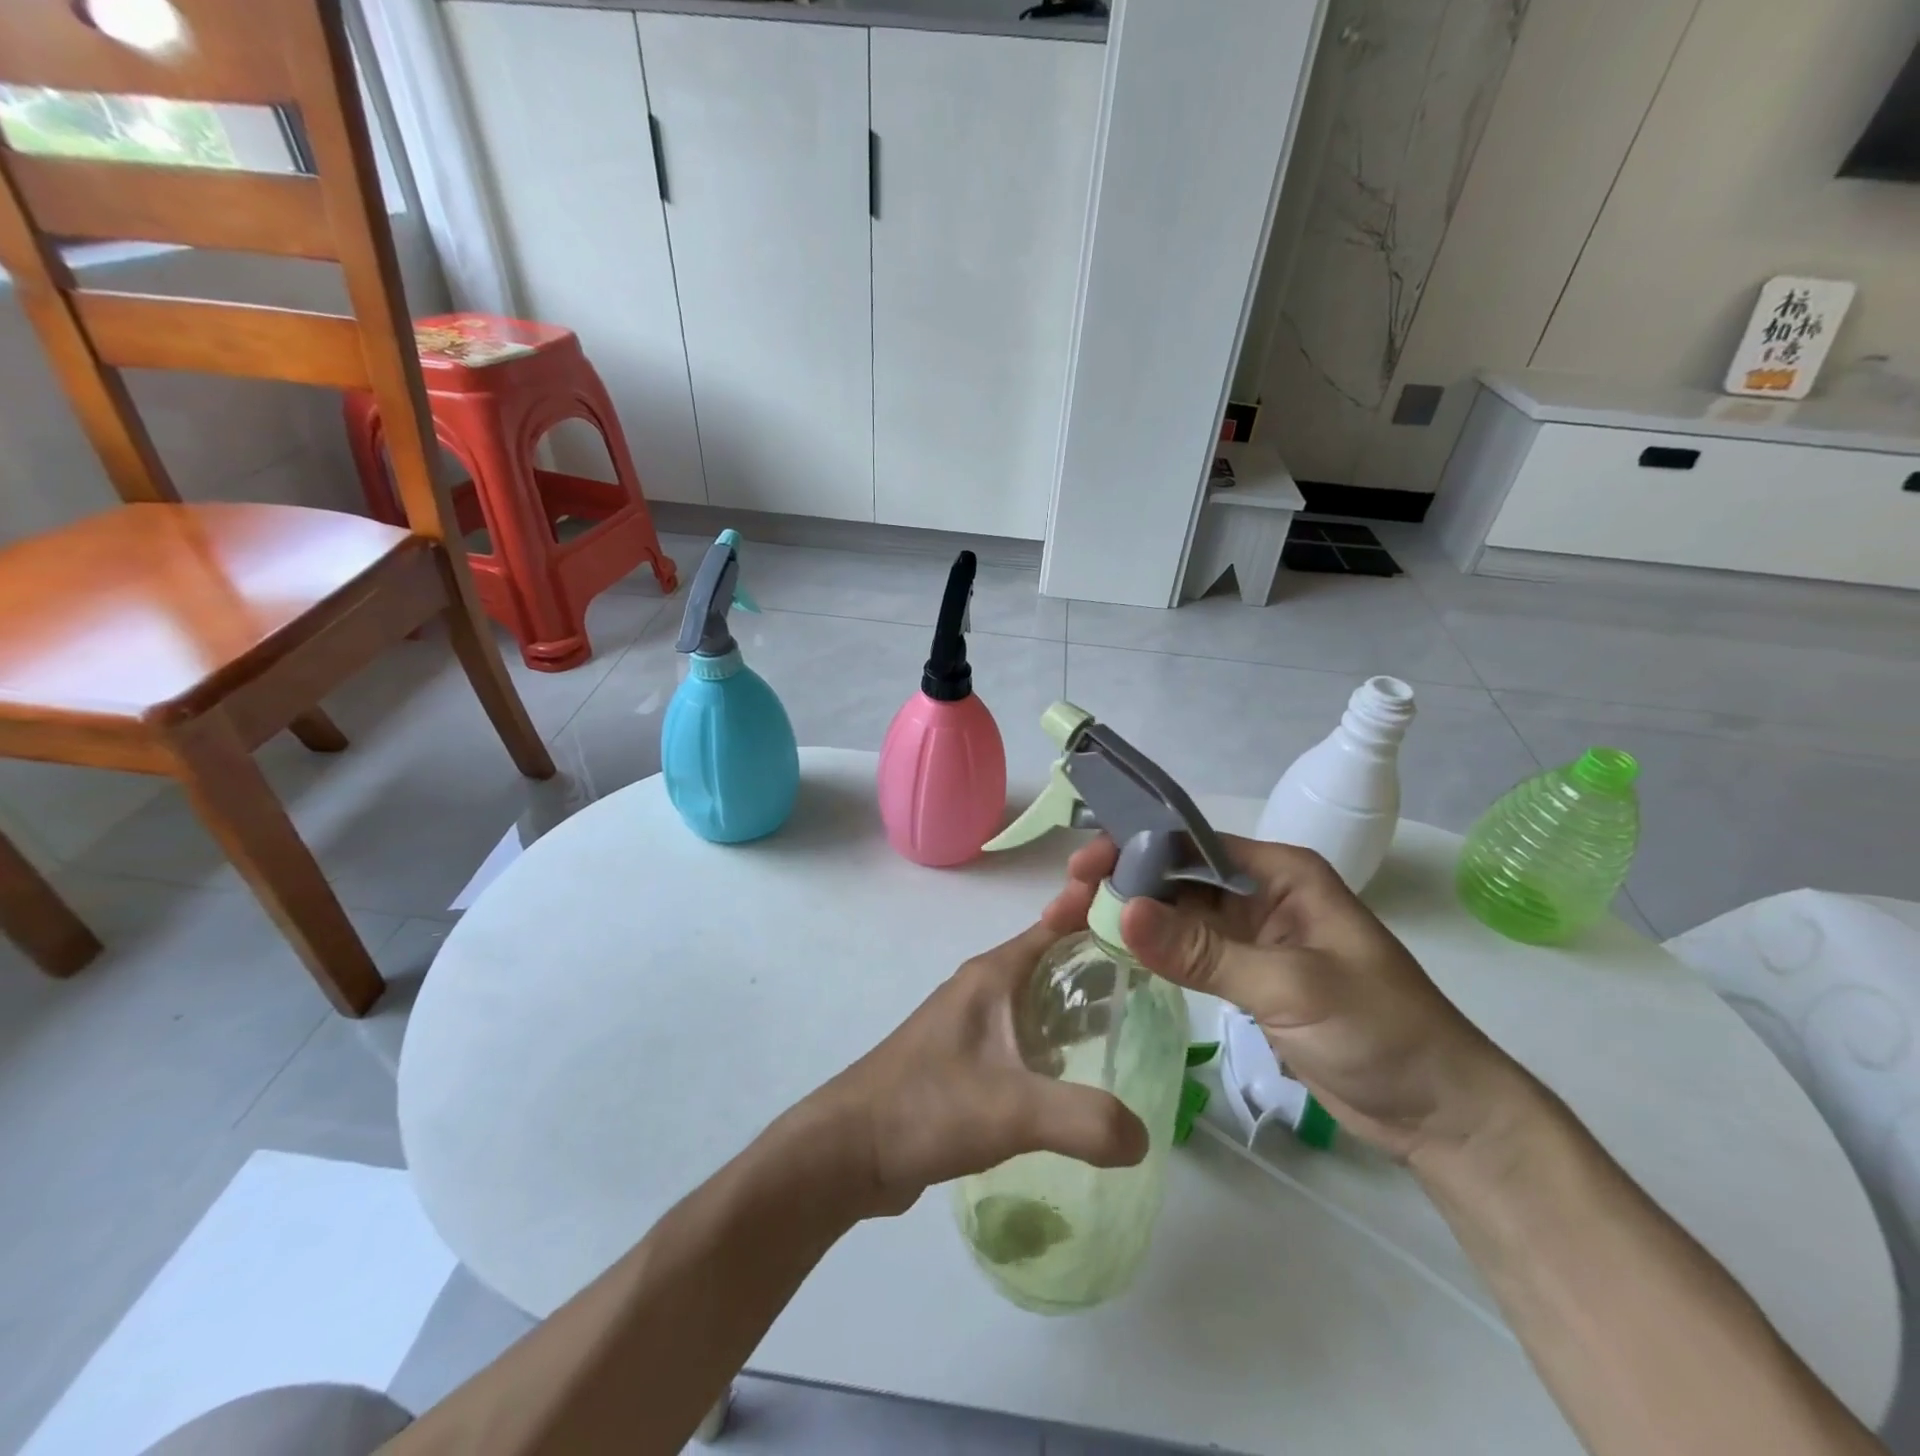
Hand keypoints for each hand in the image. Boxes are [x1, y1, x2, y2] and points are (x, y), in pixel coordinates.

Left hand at [803, 921, 1149, 1218]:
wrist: (849, 1150)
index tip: (1152, 918)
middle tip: (1159, 983)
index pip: (1058, 924)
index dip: (1101, 913)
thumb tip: (1144, 1136)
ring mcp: (973, 1024)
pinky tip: (1081, 1074)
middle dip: (1103, 964)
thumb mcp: (1012, 1111)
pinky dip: (1057, 1042)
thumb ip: (1085, 1119)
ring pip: (1039, 1000)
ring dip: (1080, 1006)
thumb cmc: (926, 1107)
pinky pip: (1025, 1037)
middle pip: (1055, 960)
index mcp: (993, 975)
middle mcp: (984, 989)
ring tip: (1133, 1027)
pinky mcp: (967, 1059)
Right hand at [1048, 835, 1525, 1163]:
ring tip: (1075, 925)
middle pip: (1178, 875)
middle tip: (1067, 904)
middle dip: (1123, 883)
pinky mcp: (1247, 974)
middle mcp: (1262, 893)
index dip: (1134, 849)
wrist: (1441, 1112)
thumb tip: (1124, 913)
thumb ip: (1205, 951)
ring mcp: (1253, 935)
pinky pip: (1189, 949)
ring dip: (1131, 916)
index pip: (1192, 843)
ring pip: (1178, 912)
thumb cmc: (1382, 1032)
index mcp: (1281, 873)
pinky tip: (1115, 952)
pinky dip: (1153, 949)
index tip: (1083, 869)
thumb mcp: (1292, 986)